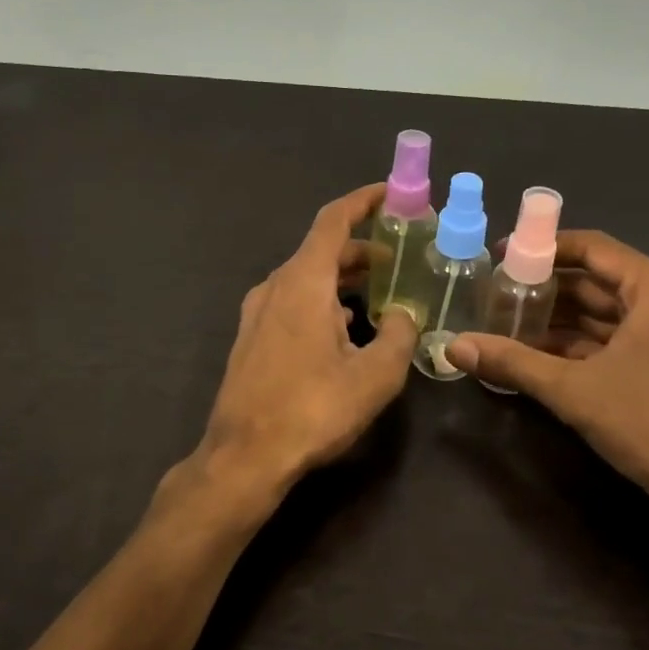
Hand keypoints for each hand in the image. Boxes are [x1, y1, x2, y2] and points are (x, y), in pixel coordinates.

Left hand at [199, 184, 418, 493]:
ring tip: (382, 295)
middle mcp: (275, 286)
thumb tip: (404, 315)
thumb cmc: (313, 409)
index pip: (333, 221)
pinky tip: (346, 330)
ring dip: (344, 279)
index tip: (391, 194)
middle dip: (363, 249)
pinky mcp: (251, 338)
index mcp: (303, 282)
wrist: (244, 456)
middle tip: (401, 259)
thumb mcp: (375, 375)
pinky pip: (293, 303)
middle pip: (321, 251)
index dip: (363, 201)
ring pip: (307, 279)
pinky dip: (323, 301)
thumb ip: (399, 335)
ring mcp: (257, 313)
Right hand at [445, 231, 648, 520]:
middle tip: (492, 295)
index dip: (543, 248)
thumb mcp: (574, 389)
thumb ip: (513, 362)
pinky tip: (529, 355)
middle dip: (542, 289)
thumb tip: (452, 346)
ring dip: (553, 321)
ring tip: (501, 323)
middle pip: (592, 281)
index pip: (591, 248)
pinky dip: (571, 347)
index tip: (499, 257)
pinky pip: (606, 342)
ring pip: (597, 315)